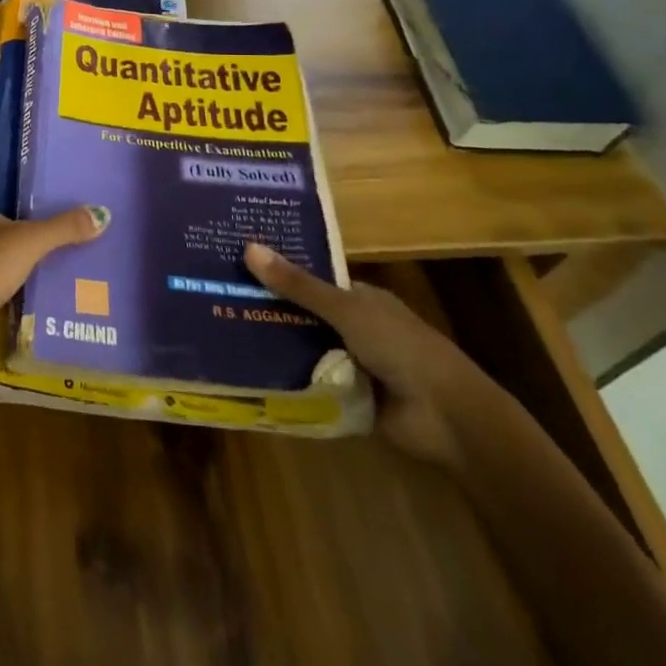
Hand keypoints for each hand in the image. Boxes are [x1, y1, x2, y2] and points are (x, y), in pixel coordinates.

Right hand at [245, 243, 492, 467]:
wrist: (447, 418)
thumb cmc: (401, 348)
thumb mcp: (346, 310)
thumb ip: (298, 285)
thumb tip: (248, 247)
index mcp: (359, 298)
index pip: (309, 279)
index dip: (277, 272)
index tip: (235, 266)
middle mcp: (353, 326)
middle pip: (302, 314)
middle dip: (268, 310)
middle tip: (218, 299)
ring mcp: (350, 363)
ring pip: (303, 348)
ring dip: (274, 346)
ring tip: (222, 333)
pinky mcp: (346, 396)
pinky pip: (309, 383)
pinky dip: (287, 380)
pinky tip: (246, 373)